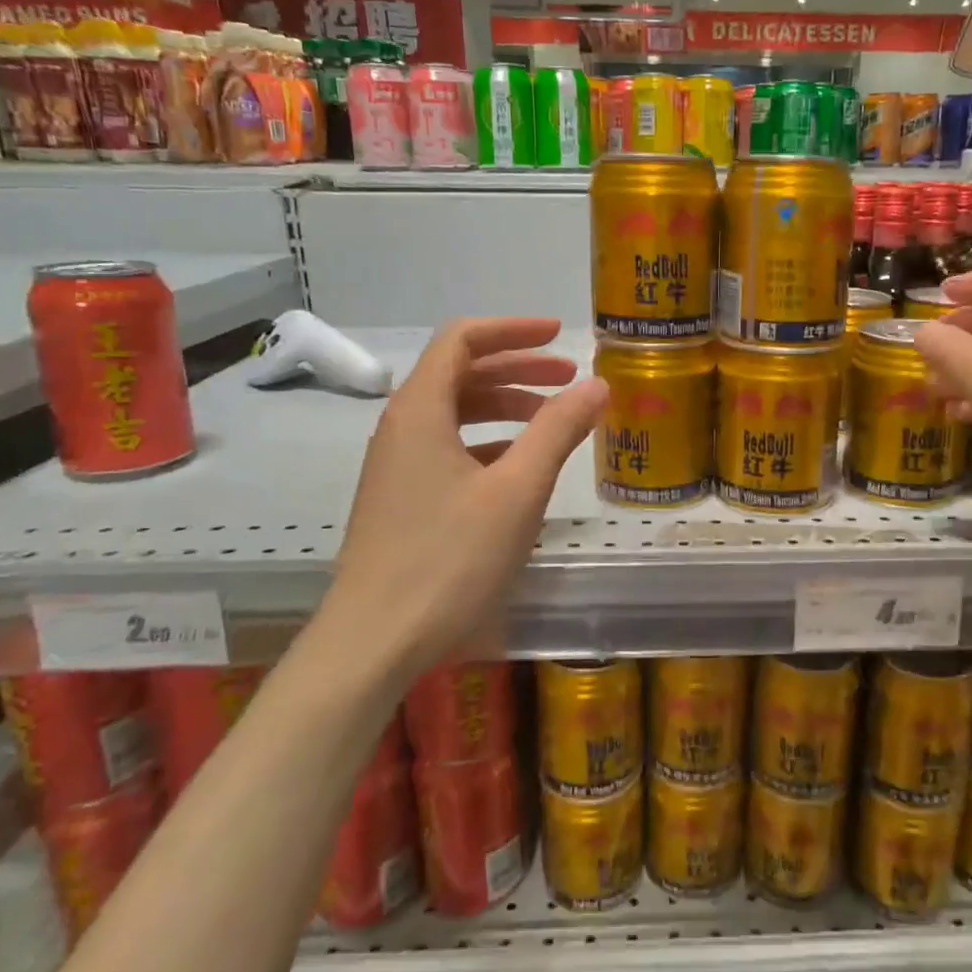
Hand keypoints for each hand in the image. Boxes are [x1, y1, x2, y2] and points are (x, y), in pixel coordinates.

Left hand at [318, 318, 606, 670]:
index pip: (462, 340)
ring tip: (553, 421)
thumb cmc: (448, 560)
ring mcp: (396, 466)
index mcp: (420, 411)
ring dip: (505, 407)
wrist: (373, 642)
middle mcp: (400, 427)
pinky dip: (488, 443)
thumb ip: (558, 431)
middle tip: (569, 379)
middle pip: (460, 374)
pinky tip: (520, 469)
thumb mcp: (517, 491)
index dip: (512, 329)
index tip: (559, 335)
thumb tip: (597, 384)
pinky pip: (448, 450)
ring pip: (455, 414)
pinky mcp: (400, 500)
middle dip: (517, 369)